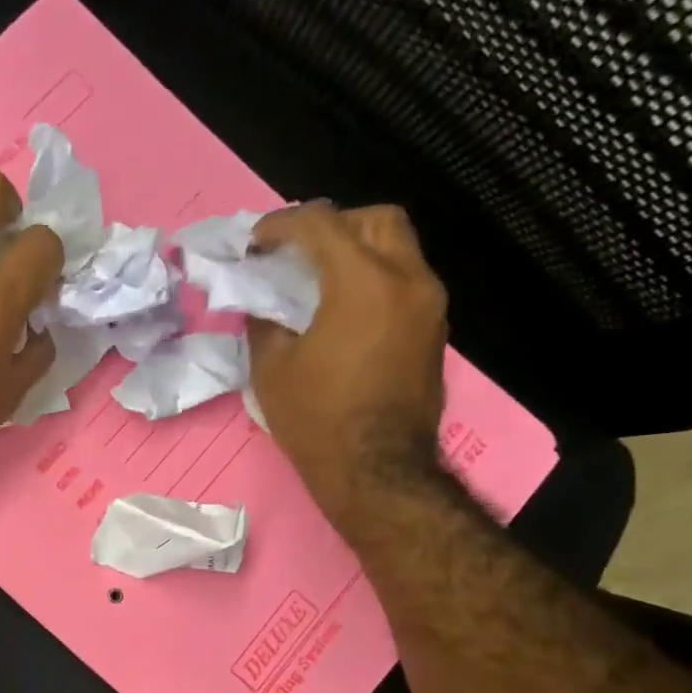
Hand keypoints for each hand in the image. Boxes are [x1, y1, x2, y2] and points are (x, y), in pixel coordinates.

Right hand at [247, 202, 448, 501]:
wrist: (377, 472)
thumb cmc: (318, 421)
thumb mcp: (272, 371)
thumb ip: (265, 324)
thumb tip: (263, 305)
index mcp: (363, 283)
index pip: (321, 225)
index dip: (282, 226)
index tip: (256, 243)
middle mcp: (408, 280)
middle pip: (376, 220)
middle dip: (333, 225)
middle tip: (298, 253)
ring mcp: (429, 305)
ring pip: (399, 248)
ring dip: (359, 252)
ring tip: (321, 281)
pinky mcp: (434, 331)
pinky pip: (406, 282)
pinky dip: (375, 280)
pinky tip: (346, 310)